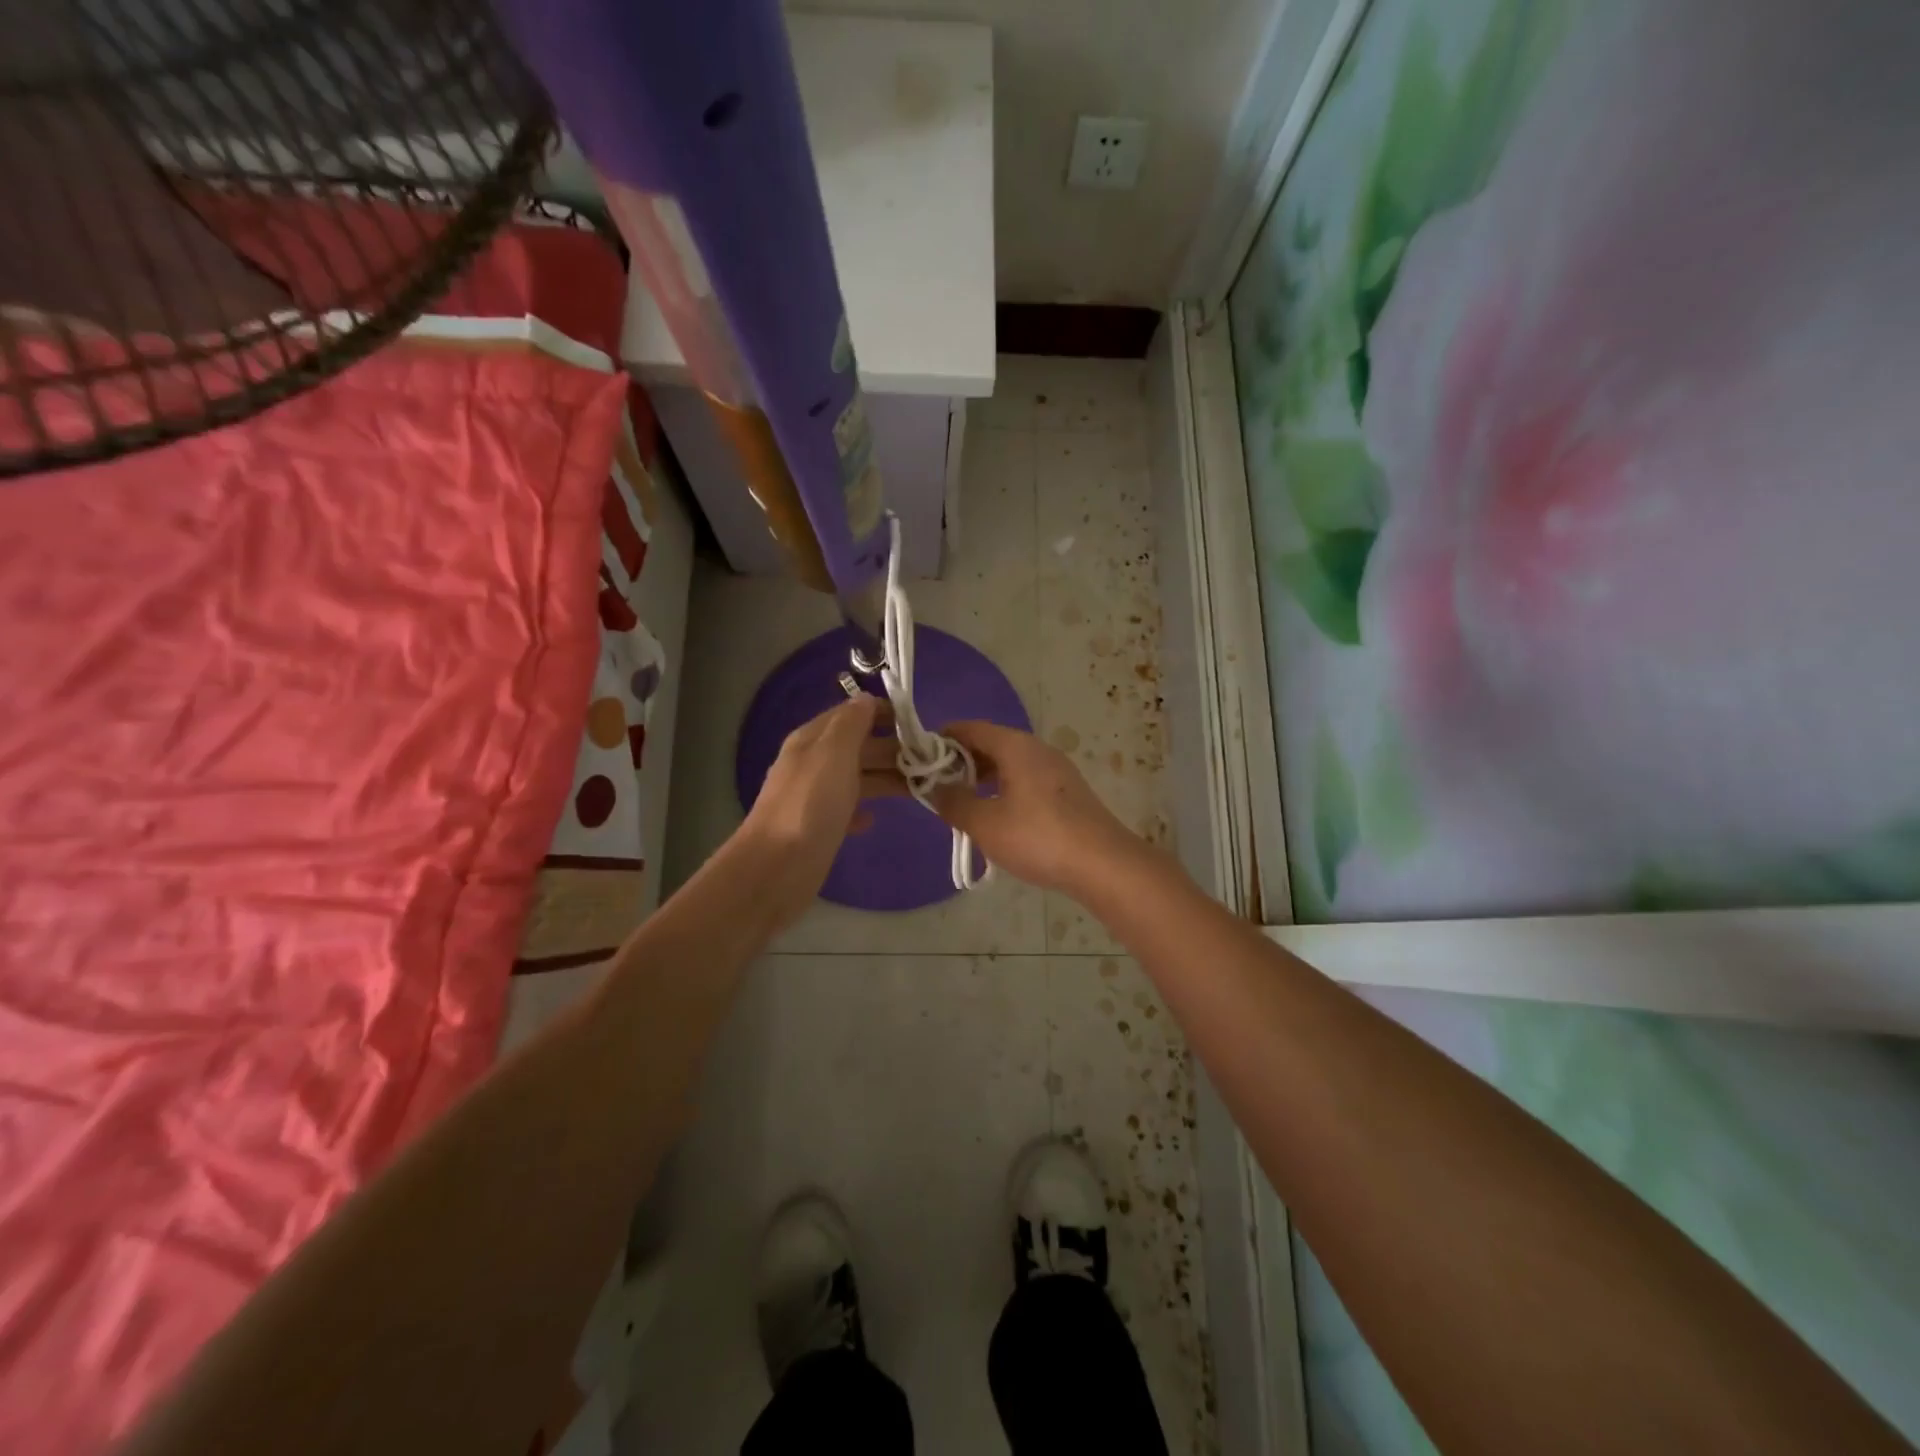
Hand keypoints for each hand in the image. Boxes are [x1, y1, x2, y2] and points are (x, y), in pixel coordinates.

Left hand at [736, 695, 899, 927]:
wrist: (776, 868)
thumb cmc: (810, 805)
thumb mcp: (833, 753)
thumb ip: (851, 723)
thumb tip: (865, 698)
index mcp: (813, 740)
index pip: (851, 714)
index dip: (882, 714)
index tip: (918, 724)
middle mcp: (813, 764)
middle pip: (858, 747)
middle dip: (892, 749)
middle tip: (931, 760)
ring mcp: (815, 797)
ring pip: (857, 778)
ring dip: (886, 779)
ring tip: (921, 786)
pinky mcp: (820, 828)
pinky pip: (847, 810)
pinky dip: (863, 809)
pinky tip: (876, 818)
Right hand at [925, 721, 1147, 897]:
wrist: (1104, 864)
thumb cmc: (1038, 837)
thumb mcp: (985, 823)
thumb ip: (954, 802)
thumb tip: (935, 788)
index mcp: (1015, 746)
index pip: (970, 728)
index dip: (942, 739)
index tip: (920, 758)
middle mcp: (1037, 749)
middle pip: (991, 743)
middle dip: (961, 761)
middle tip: (937, 785)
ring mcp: (1057, 770)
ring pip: (1010, 763)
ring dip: (983, 778)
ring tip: (963, 803)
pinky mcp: (1068, 792)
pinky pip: (1026, 780)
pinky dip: (1004, 789)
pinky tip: (998, 816)